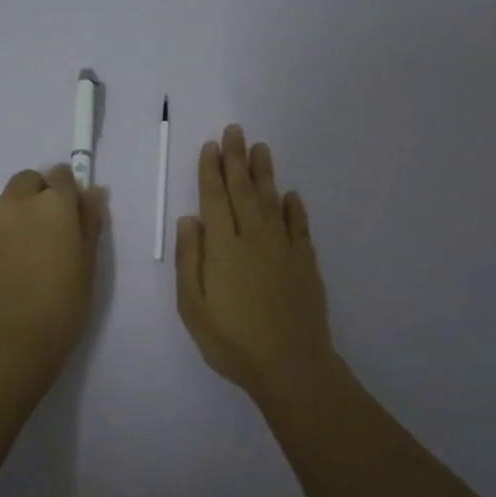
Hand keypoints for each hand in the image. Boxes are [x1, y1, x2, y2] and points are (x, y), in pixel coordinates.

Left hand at [0, 163, 106, 382]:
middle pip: (31, 180)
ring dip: (25, 208)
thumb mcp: (88, 261)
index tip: (77, 216)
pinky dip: (10, 226)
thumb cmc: (63, 302)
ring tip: (38, 246)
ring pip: (11, 198)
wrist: (13, 340)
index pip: (62, 175)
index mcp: (52, 203)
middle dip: (43, 193)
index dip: (71, 192)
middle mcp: (19, 201)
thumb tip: (93, 192)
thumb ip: (90, 220)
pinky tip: (20, 257)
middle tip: (57, 229)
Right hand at [176, 125, 338, 404]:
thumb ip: (190, 260)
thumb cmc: (232, 340)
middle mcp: (253, 237)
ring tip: (261, 149)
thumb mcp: (193, 306)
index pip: (214, 198)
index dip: (211, 170)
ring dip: (264, 173)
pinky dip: (294, 208)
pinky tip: (291, 195)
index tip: (211, 146)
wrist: (291, 365)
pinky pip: (299, 226)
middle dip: (236, 159)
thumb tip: (189, 219)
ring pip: (271, 200)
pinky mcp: (305, 262)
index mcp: (223, 246)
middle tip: (235, 131)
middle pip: (243, 190)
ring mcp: (283, 248)